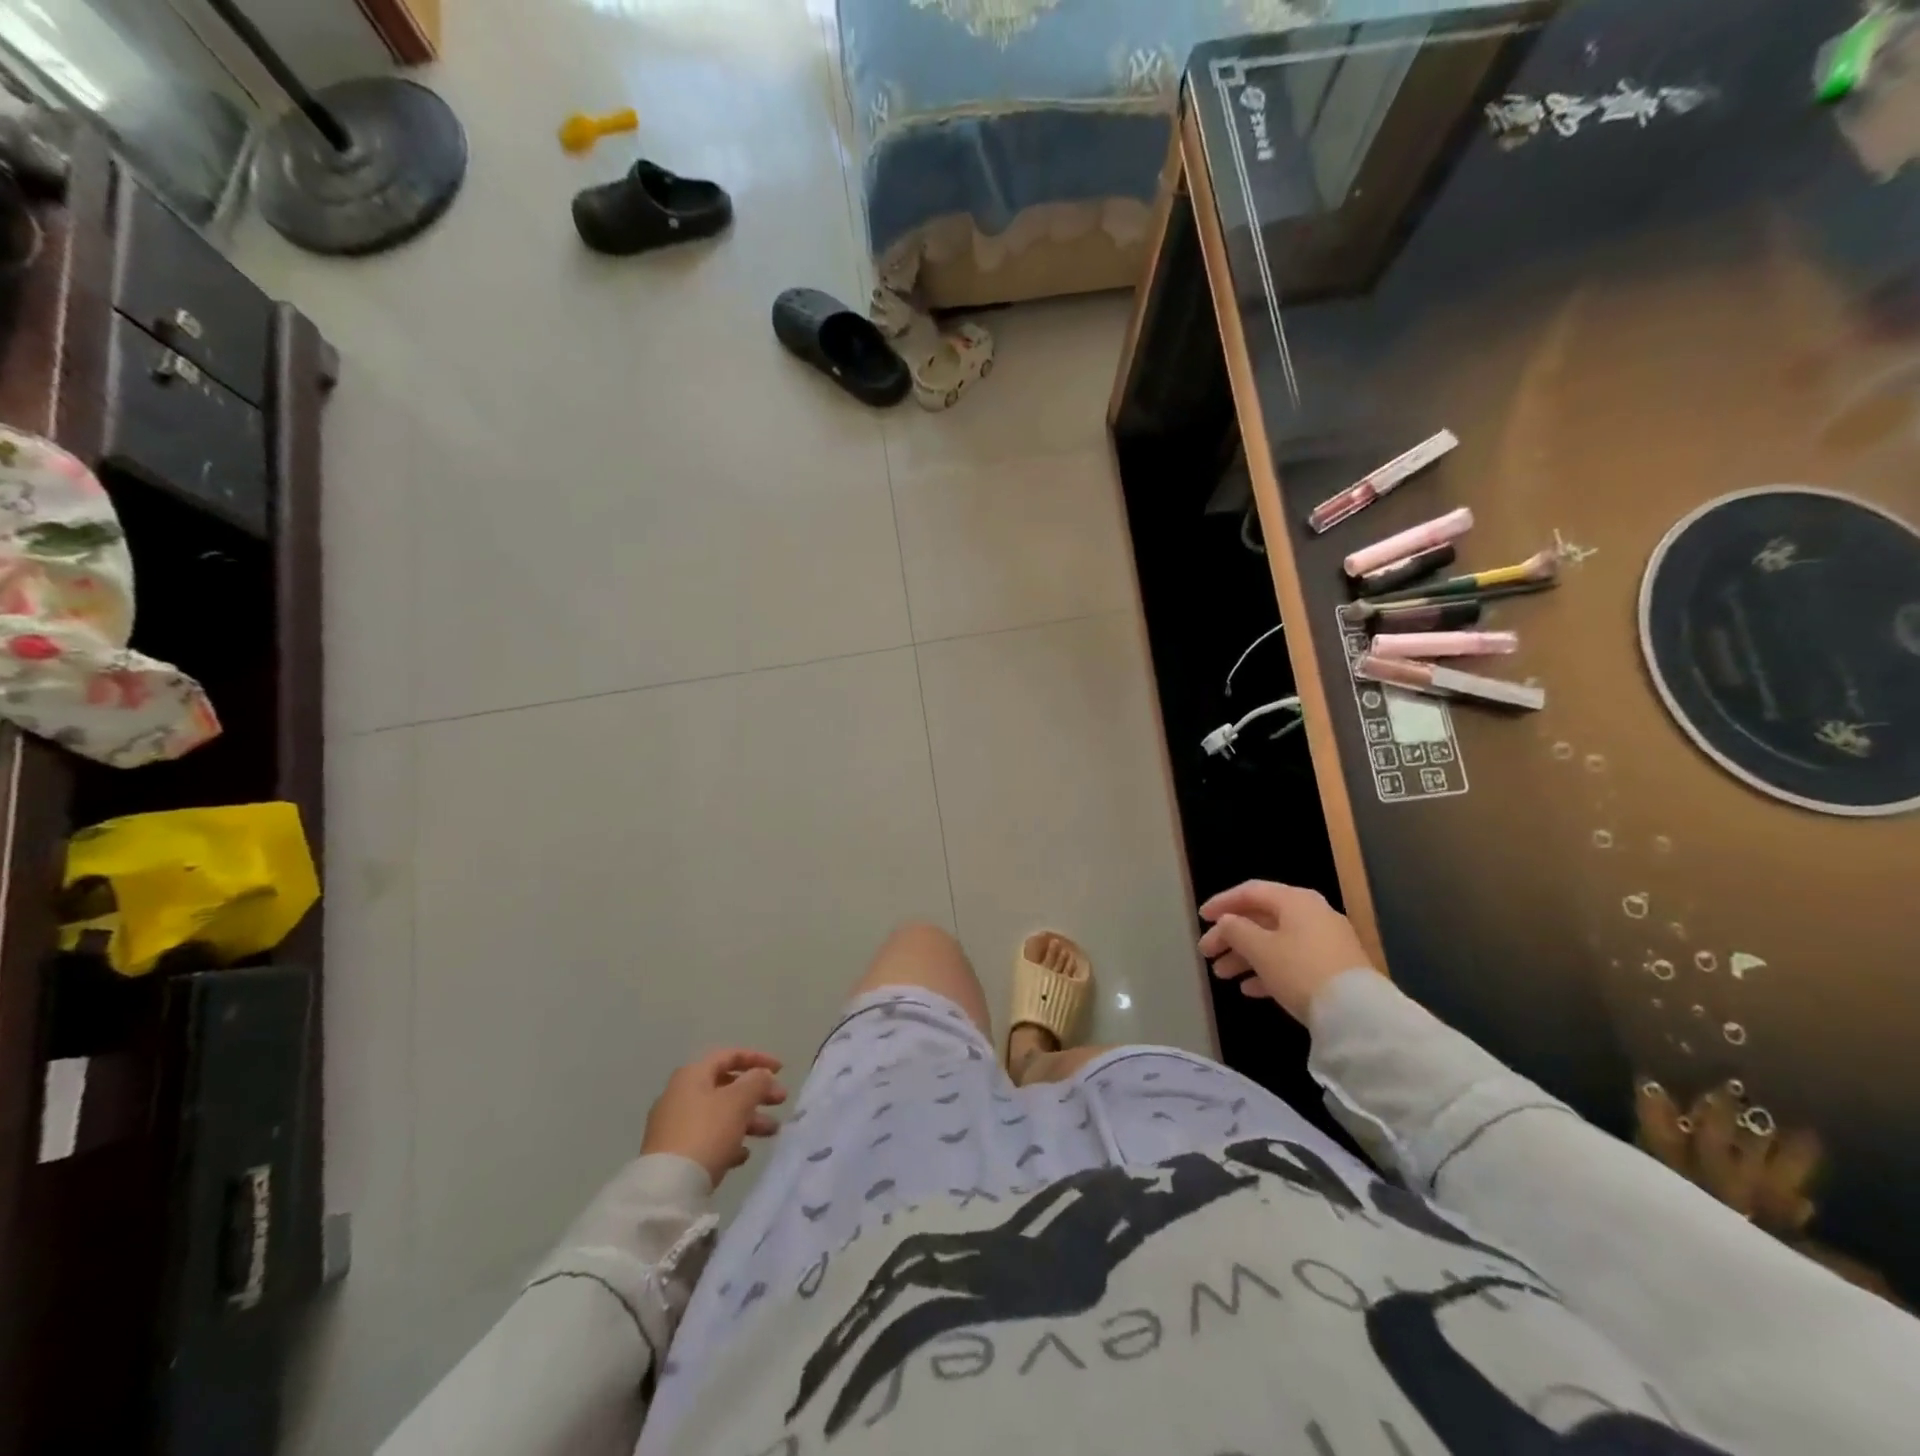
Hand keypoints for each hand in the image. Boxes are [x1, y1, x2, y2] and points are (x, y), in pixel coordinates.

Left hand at [642, 1048, 787, 1188]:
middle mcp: (680, 1094)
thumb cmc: (706, 1133)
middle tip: (781, 1101)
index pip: (730, 1055)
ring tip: (772, 1132)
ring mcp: (674, 1125)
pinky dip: (729, 1140)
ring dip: (749, 1119)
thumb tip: (761, 1075)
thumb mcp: (739, 1102)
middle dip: (757, 1093)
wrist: (667, 1189)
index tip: (782, 1070)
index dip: (758, 1059)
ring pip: (719, 1114)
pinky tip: (744, 1154)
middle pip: (726, 1086)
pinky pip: (708, 1138)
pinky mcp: (674, 1153)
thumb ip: (756, 1082)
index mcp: (693, 1075)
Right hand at [1197, 880, 1374, 1022]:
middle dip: (1231, 936)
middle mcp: (1312, 914)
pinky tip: (1249, 989)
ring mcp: (1325, 942)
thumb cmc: (1300, 970)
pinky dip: (1268, 970)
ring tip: (1222, 975)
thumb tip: (1227, 922)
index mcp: (1295, 900)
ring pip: (1275, 941)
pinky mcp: (1333, 968)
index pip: (1251, 892)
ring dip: (1245, 956)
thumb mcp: (1260, 949)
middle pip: (1262, 918)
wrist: (1357, 1013)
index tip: (1201, 918)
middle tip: (1207, 953)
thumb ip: (1236, 930)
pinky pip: (1292, 961)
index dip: (1222, 903)